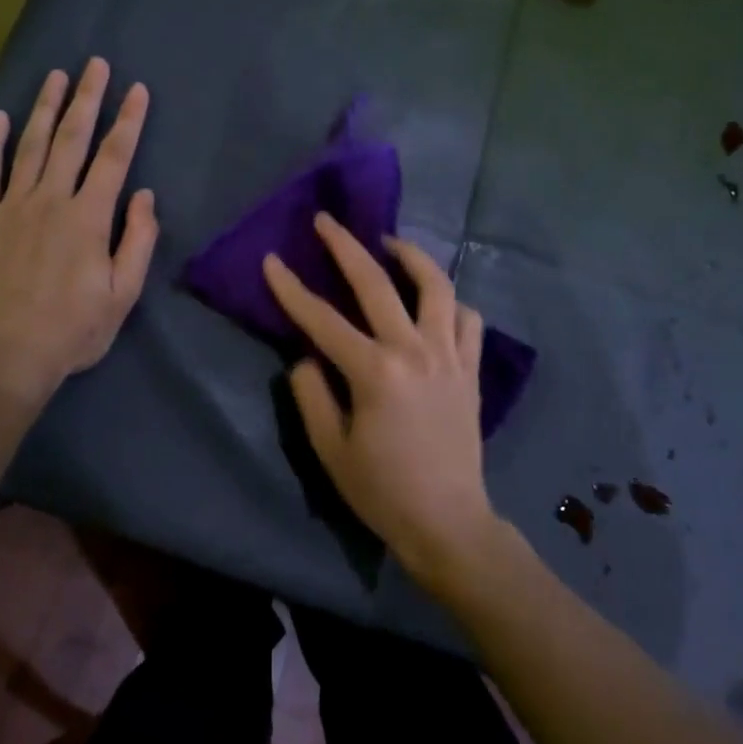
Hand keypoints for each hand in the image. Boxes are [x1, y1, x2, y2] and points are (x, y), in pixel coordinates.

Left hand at [0, 58, 158, 403]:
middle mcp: (50, 200)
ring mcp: (10, 207)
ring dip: (45, 108)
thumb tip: (143, 195)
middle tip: (96, 64)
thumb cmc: (73, 330)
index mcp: (88, 218)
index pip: (114, 157)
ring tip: (56, 76)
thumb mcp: (123, 294)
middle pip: (72, 139)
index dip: (128, 121)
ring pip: (30, 146)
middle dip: (88, 98)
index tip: (137, 90)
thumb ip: (138, 241)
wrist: (7, 357)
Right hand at [262, 214, 495, 581]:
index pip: (322, 320)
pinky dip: (452, 302)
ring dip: (411, 256)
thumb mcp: (331, 449)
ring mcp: (449, 356)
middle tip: (327, 221)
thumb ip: (312, 395)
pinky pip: (469, 320)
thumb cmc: (382, 491)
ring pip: (436, 287)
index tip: (272, 260)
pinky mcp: (470, 370)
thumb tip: (306, 356)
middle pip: (377, 284)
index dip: (291, 289)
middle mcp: (414, 351)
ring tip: (390, 244)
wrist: (448, 522)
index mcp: (375, 372)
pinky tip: (436, 301)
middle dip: (346, 247)